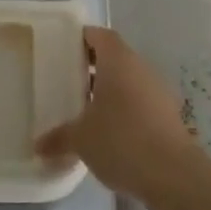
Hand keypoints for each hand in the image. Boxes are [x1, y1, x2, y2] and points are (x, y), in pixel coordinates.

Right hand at [35, 27, 207, 209]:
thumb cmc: (121, 140)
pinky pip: (140, 102)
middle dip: (93, 68)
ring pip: (129, 81)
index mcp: (118, 61)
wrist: (173, 174)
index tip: (65, 49)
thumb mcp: (81, 139)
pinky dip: (125, 110)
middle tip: (68, 81)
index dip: (83, 38)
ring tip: (85, 109)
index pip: (100, 36)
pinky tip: (109, 133)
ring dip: (110, 90)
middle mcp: (140, 68)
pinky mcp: (168, 115)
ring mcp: (158, 91)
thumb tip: (37, 145)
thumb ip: (59, 137)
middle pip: (114, 57)